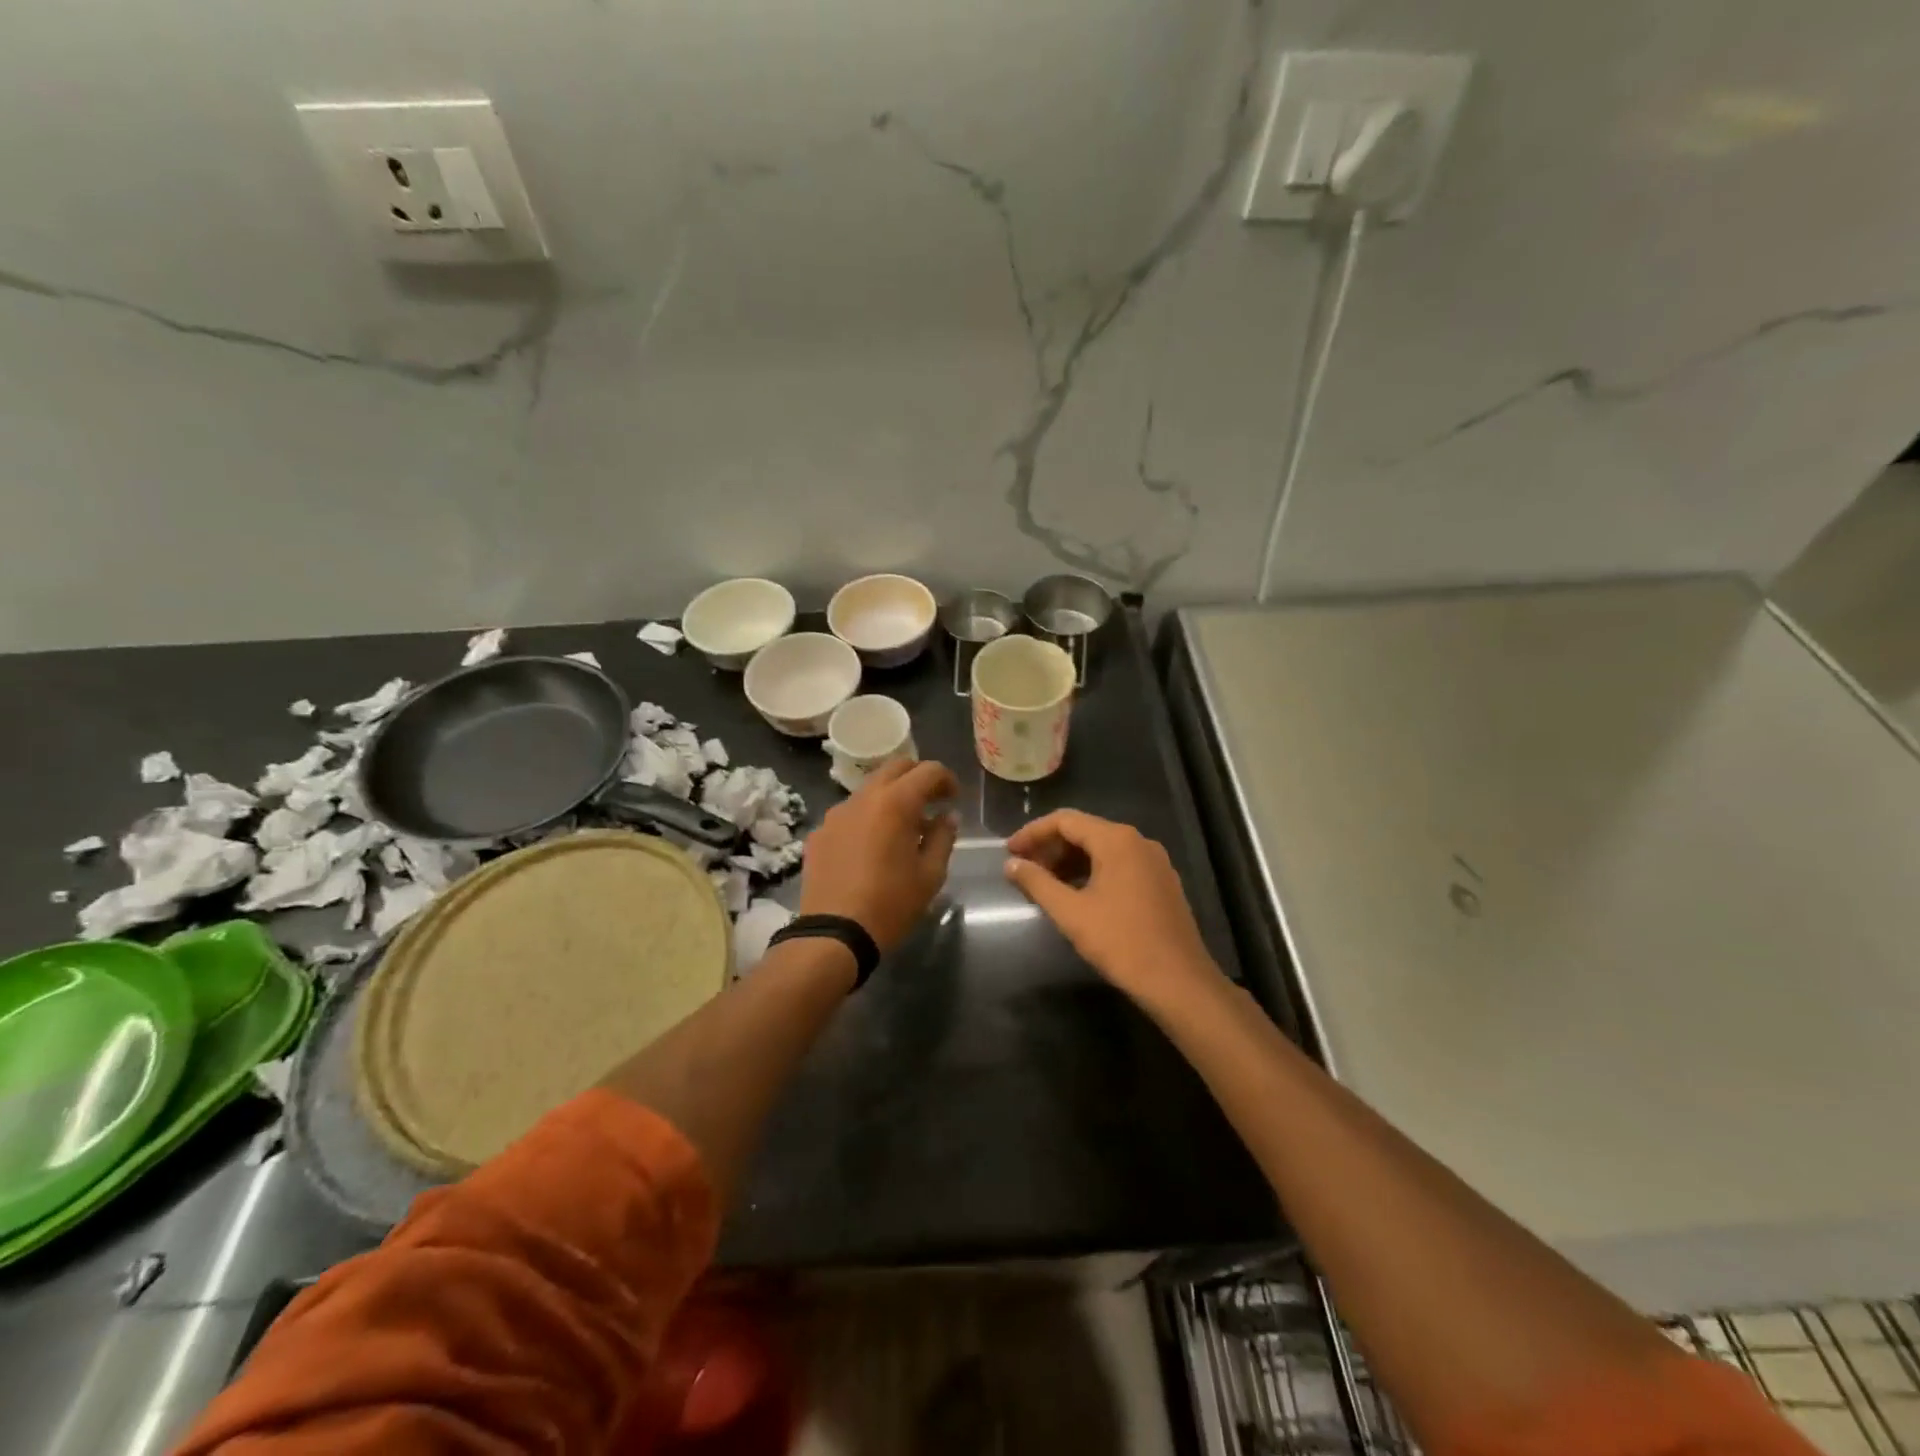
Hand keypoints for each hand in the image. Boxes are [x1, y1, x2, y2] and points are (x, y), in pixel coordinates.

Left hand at [800, 759, 959, 950]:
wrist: (834, 933)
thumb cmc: (891, 904)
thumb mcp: (930, 874)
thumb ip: (943, 837)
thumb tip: (947, 816)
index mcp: (896, 803)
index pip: (928, 770)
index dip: (946, 779)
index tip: (953, 799)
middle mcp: (863, 798)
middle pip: (895, 768)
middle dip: (917, 778)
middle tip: (931, 802)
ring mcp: (836, 814)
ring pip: (869, 789)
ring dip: (890, 797)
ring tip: (902, 828)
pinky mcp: (819, 833)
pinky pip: (849, 814)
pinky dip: (867, 818)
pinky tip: (871, 847)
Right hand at [1004, 809, 1221, 1007]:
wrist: (1179, 982)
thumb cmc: (1121, 943)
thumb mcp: (1071, 913)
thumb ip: (1037, 883)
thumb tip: (1011, 865)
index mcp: (1117, 840)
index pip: (1065, 820)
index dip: (1032, 833)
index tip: (1008, 852)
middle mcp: (1138, 841)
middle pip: (1085, 831)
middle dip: (1050, 848)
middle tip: (1023, 870)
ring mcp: (1154, 861)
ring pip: (1102, 849)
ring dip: (1070, 861)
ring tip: (1044, 884)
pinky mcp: (1161, 882)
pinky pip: (1119, 864)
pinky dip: (1092, 871)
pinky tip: (1076, 894)